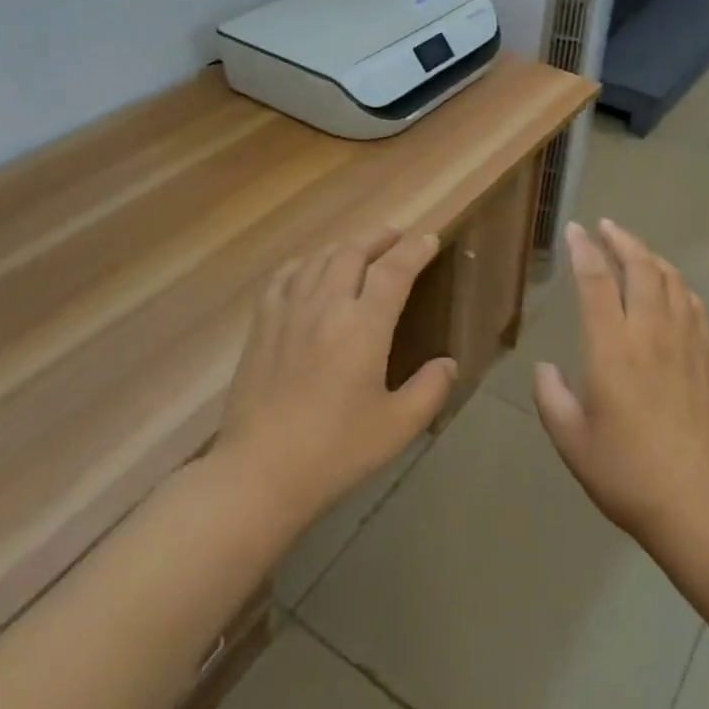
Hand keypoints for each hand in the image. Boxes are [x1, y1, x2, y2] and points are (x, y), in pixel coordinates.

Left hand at [215, 228, 454, 519]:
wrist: (259, 472)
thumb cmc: (335, 451)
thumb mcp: (396, 427)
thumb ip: (430, 390)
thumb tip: (448, 363)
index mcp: (363, 326)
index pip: (394, 270)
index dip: (414, 249)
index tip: (428, 238)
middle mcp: (326, 305)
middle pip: (354, 251)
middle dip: (380, 238)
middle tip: (398, 237)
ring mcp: (289, 310)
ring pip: (320, 258)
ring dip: (346, 246)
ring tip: (361, 249)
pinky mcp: (262, 323)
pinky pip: (285, 275)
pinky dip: (306, 262)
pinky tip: (311, 269)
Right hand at [533, 220, 708, 538]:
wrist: (696, 502)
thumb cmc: (624, 472)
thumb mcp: (571, 440)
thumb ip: (551, 397)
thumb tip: (545, 367)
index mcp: (611, 350)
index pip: (597, 283)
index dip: (584, 251)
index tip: (575, 231)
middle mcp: (649, 335)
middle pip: (641, 269)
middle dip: (622, 240)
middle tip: (606, 226)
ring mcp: (684, 345)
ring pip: (672, 281)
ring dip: (652, 256)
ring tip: (635, 249)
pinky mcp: (705, 360)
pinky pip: (695, 307)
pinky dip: (680, 285)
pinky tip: (673, 286)